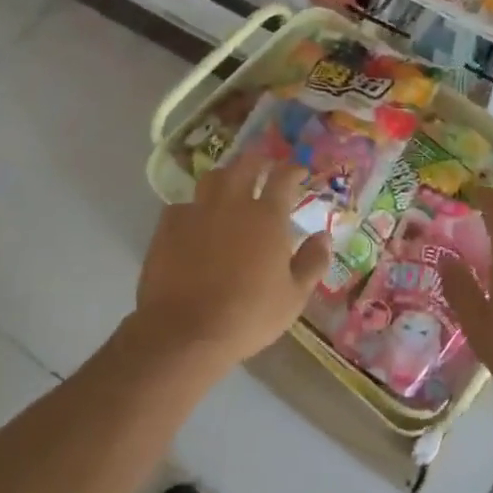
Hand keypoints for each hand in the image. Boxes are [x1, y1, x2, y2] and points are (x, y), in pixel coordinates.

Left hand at [133, 155, 331, 375]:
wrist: (185, 331)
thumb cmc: (248, 315)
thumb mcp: (293, 297)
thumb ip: (312, 262)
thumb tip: (324, 237)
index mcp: (267, 216)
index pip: (283, 177)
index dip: (293, 169)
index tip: (299, 171)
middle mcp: (232, 203)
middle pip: (246, 165)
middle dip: (259, 160)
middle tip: (266, 167)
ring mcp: (197, 211)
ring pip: (212, 177)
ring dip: (226, 177)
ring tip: (231, 186)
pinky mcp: (168, 226)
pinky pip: (183, 205)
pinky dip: (195, 207)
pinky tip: (196, 221)